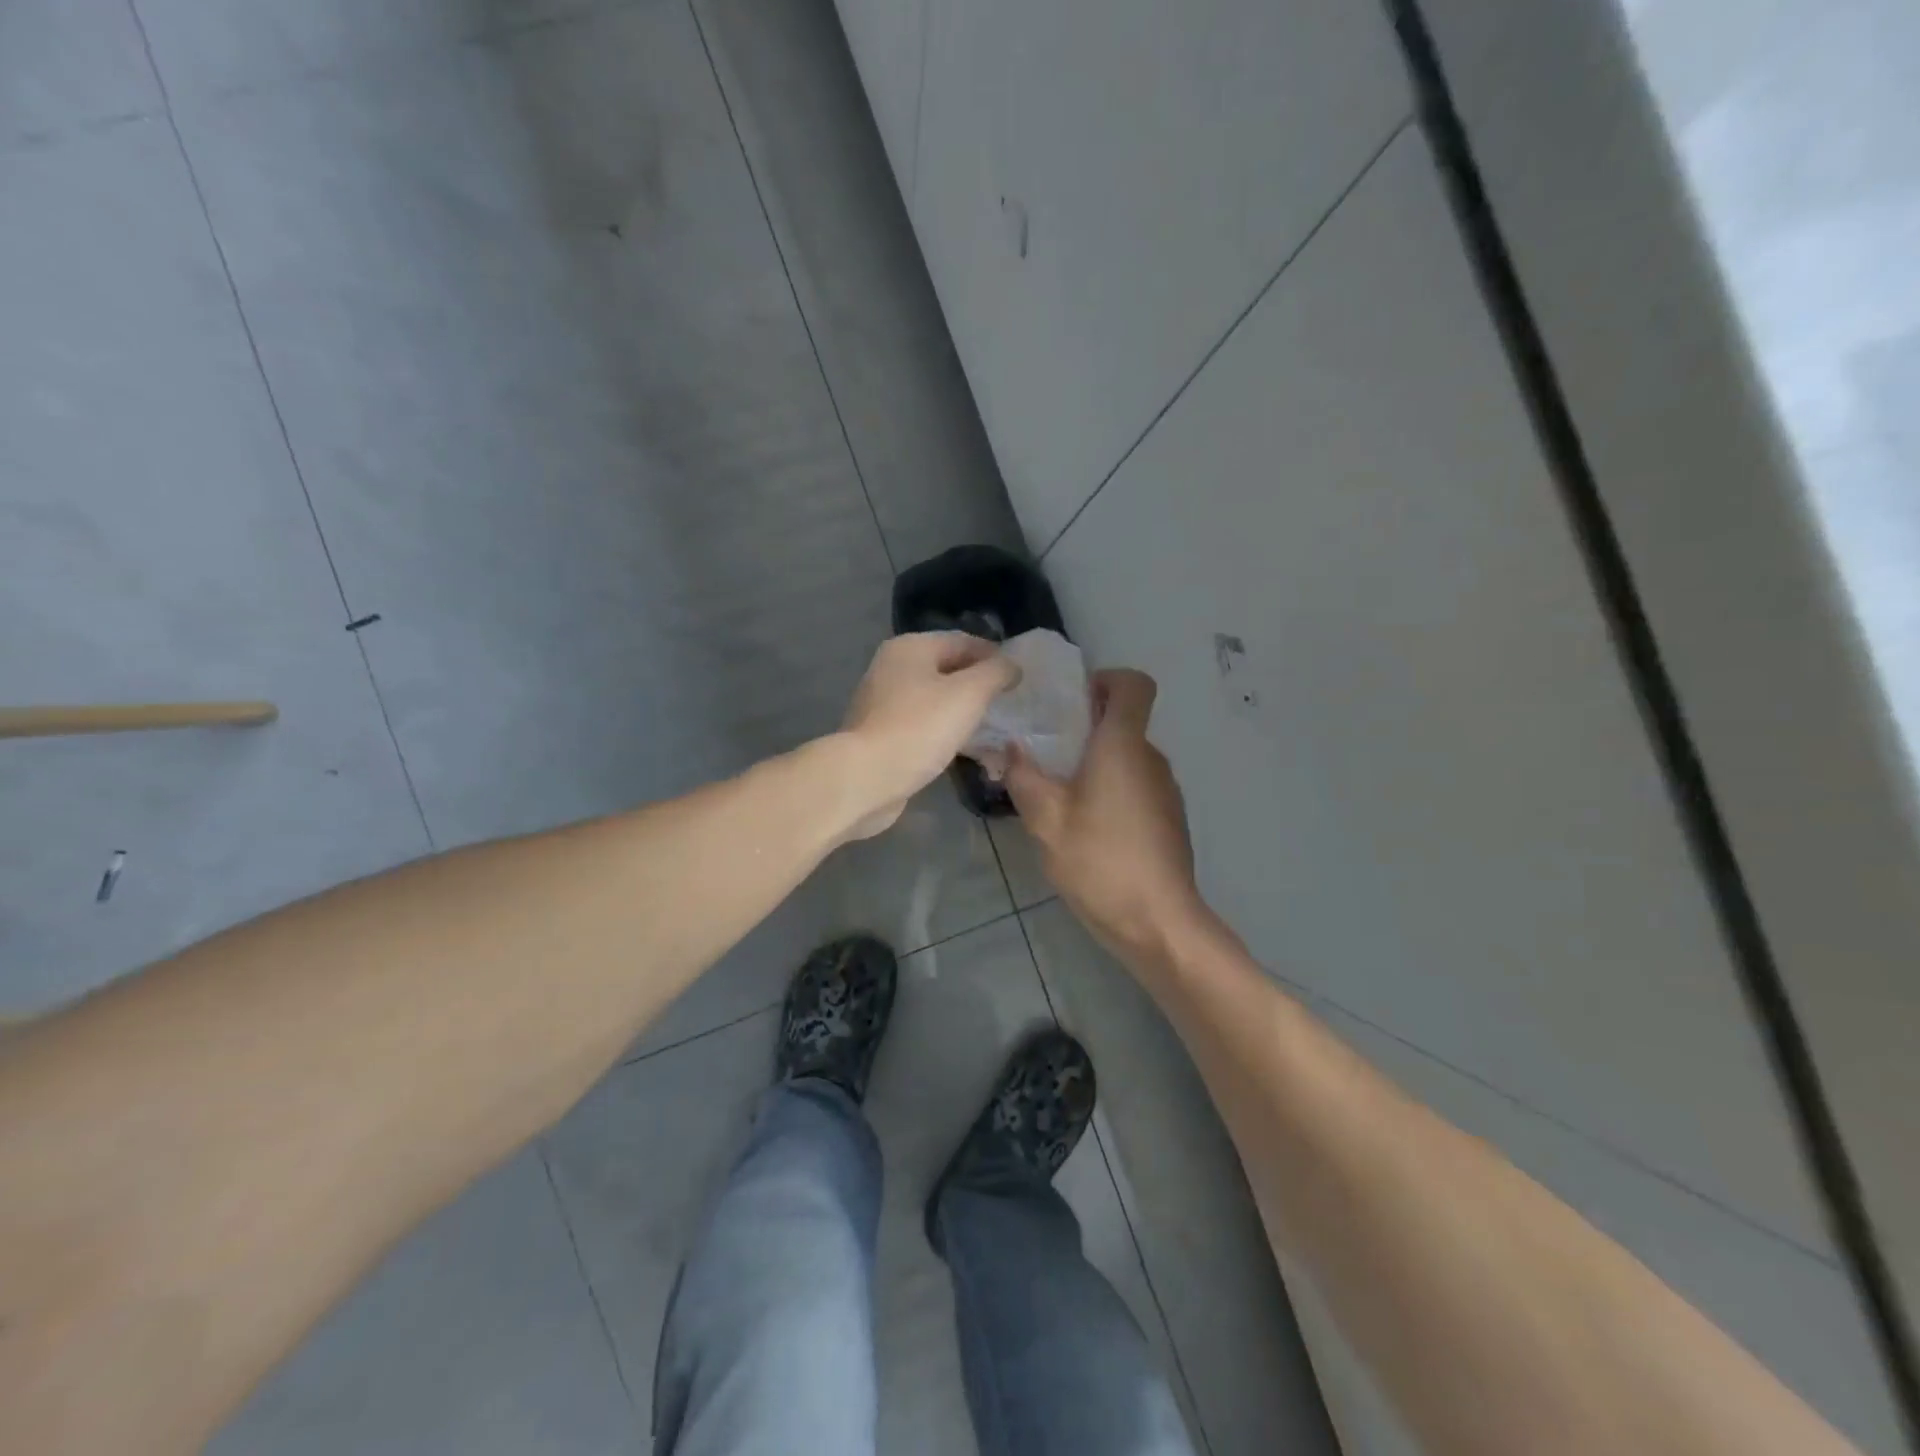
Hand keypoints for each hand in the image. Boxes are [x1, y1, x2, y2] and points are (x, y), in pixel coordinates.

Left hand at [836, 633, 1018, 839]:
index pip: (963, 641)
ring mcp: (883, 703)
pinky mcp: (881, 734)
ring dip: (962, 710)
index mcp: (910, 648)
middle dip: (979, 684)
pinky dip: (944, 731)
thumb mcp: (969, 693)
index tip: (1020, 678)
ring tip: (992, 727)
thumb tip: (1011, 666)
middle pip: (947, 668)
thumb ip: (996, 673)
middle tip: (1008, 703)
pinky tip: (963, 748)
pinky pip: (922, 724)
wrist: (867, 778)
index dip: (995, 656)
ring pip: (935, 699)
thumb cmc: (920, 728)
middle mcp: (892, 668)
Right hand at [1003, 669, 1204, 964]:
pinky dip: (1110, 792)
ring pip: (1127, 759)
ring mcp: (1165, 791)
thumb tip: (1011, 748)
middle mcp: (1150, 759)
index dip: (1105, 680)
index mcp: (1123, 746)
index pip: (1133, 685)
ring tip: (1057, 797)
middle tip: (1044, 754)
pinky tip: (1084, 829)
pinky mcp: (1168, 819)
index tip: (1072, 703)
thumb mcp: (1046, 820)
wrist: (1158, 922)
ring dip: (1094, 766)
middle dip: (1084, 730)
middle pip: (1123, 722)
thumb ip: (1024, 777)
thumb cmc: (1100, 861)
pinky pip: (1135, 787)